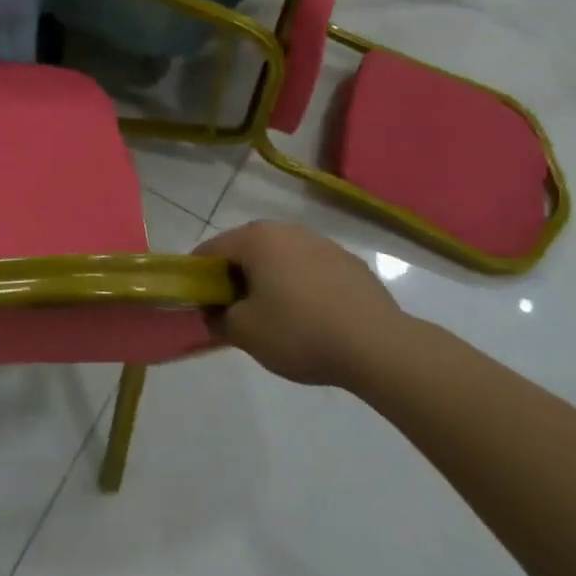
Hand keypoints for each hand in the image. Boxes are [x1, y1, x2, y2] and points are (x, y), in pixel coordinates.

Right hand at [198, 222, 407, 388]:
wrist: (377, 345)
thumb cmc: (299, 332)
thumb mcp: (245, 333)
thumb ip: (219, 318)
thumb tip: (215, 311)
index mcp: (256, 239)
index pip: (211, 250)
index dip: (198, 275)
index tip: (198, 302)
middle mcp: (287, 230)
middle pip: (247, 249)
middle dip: (236, 276)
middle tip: (234, 311)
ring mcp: (322, 243)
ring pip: (282, 258)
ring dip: (271, 279)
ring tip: (276, 316)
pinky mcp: (350, 263)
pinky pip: (311, 270)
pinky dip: (302, 286)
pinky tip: (312, 317)